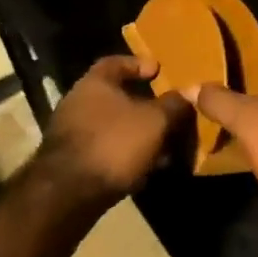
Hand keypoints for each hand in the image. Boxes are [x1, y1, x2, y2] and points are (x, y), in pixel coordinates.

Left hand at [39, 55, 187, 198]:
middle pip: (115, 96)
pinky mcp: (70, 162)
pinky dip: (124, 154)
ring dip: (136, 133)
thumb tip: (189, 92)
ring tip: (162, 145)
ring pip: (112, 126)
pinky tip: (143, 168)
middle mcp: (77, 102)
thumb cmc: (114, 143)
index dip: (139, 64)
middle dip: (143, 105)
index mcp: (94, 82)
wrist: (68, 194)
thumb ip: (174, 105)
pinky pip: (104, 149)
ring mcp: (70, 133)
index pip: (116, 62)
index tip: (159, 70)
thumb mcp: (155, 121)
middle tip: (167, 112)